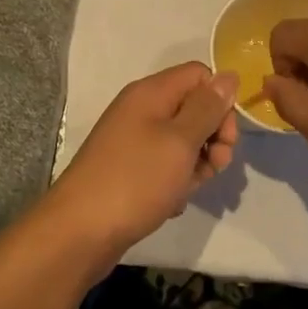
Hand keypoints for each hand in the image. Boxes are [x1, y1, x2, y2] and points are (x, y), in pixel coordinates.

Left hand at [45, 62, 238, 258]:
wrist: (79, 232)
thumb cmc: (135, 180)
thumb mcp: (180, 141)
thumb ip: (207, 108)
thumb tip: (228, 76)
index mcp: (151, 93)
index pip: (200, 76)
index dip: (219, 102)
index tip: (225, 137)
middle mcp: (141, 109)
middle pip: (193, 108)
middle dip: (213, 137)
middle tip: (215, 167)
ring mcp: (132, 140)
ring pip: (182, 141)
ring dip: (196, 164)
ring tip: (187, 190)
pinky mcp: (129, 169)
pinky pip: (164, 165)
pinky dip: (175, 182)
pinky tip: (171, 203)